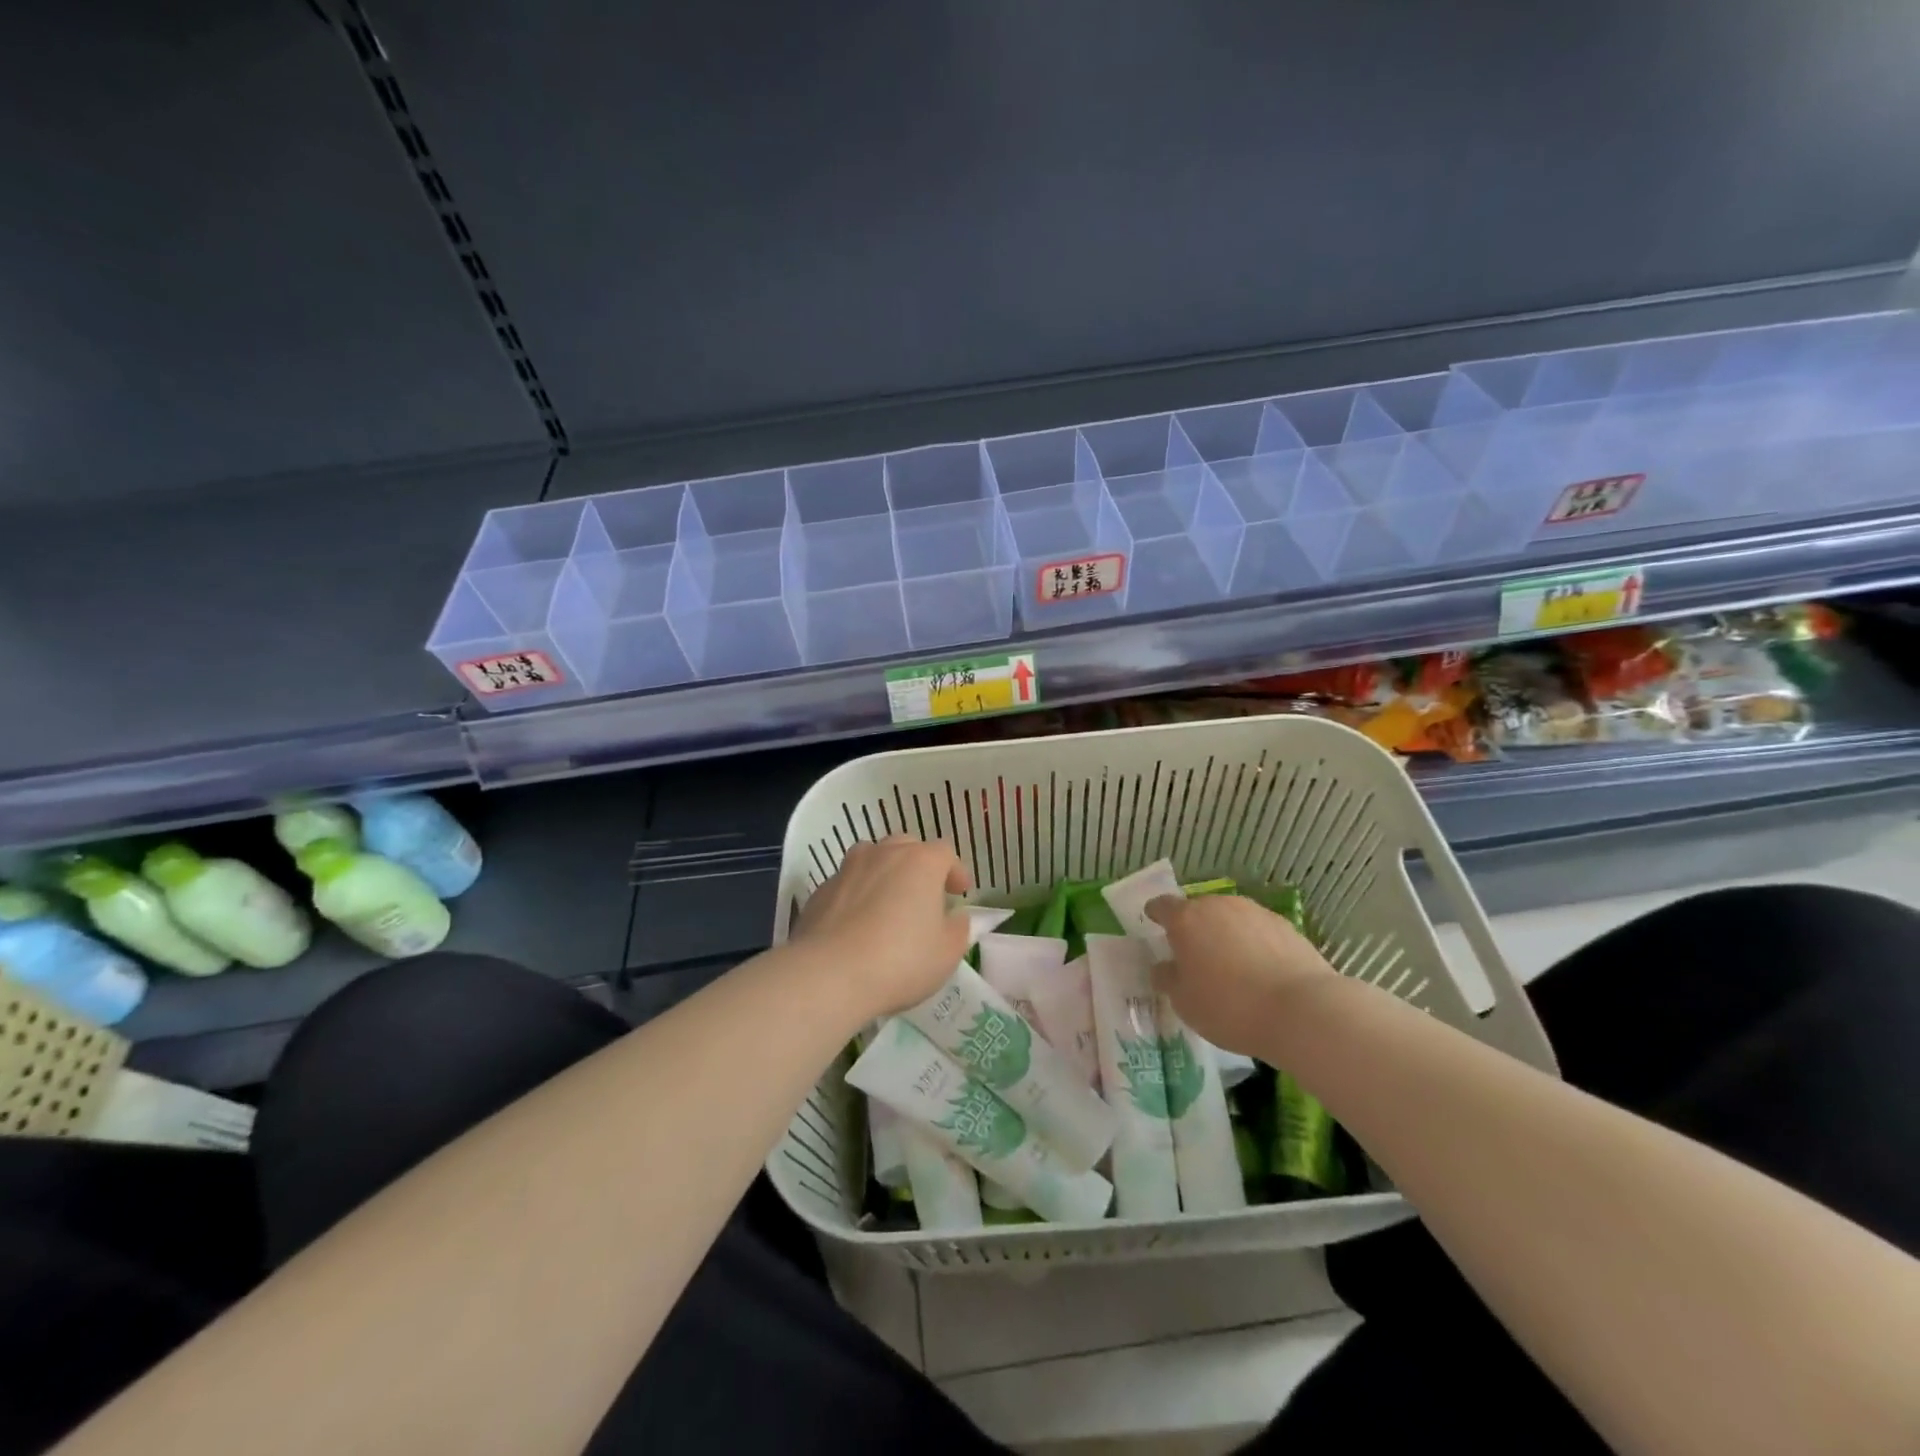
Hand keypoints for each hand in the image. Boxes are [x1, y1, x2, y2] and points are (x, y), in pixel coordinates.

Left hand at [791, 837, 973, 1018]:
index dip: (954, 871)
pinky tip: (856, 924)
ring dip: (884, 874)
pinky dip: (856, 895)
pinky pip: (847, 884)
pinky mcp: (820, 890)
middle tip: (924, 896)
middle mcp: (883, 854)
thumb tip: (954, 917)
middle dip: (919, 867)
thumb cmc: (900, 961)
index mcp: (921, 862)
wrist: (829, 975)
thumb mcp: (947, 953)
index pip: (944, 853)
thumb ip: (957, 929)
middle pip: (907, 847)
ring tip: (887, 903)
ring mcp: (848, 869)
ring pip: (872, 859)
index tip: (958, 893)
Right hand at [1146, 893, 1334, 1055]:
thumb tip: (1163, 967)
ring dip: (1225, 935)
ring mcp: (1255, 912)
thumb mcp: (1184, 1003)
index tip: (1153, 924)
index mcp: (1186, 919)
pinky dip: (1254, 944)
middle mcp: (1218, 906)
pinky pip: (1258, 931)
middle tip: (1194, 956)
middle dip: (1194, 928)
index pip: (1162, 906)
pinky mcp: (1286, 926)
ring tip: (1231, 967)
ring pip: (1230, 919)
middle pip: (1198, 910)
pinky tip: (1261, 972)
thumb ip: (1168, 979)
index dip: (1155, 914)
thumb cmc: (1229, 1006)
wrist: (1302, 1011)